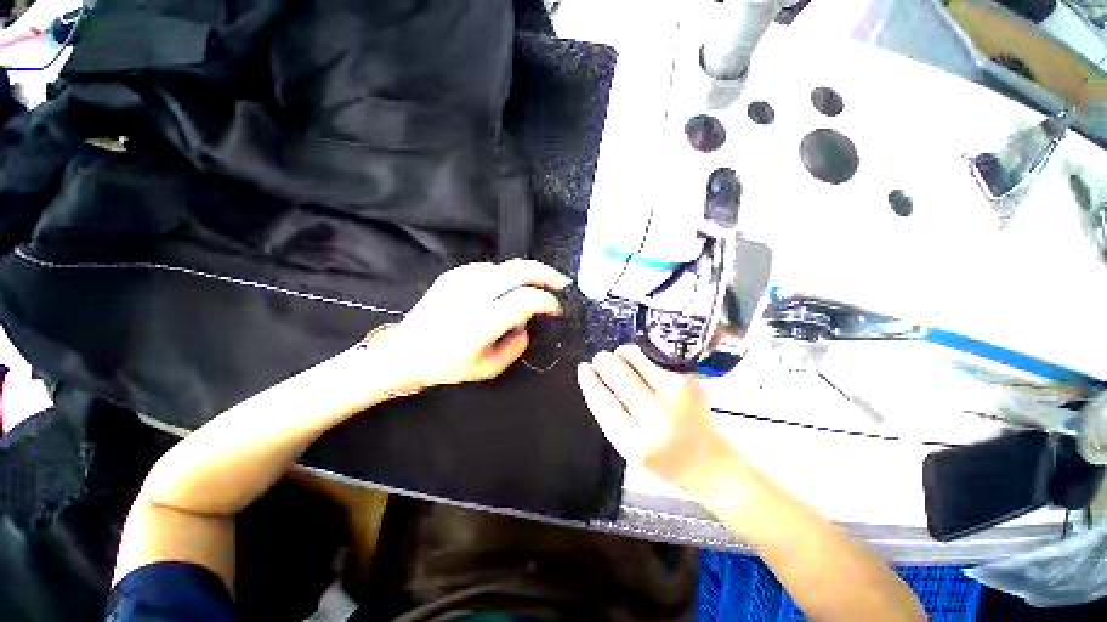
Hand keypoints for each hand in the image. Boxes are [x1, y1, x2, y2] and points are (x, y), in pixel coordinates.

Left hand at [375, 260, 569, 389]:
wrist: (405, 351)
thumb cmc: (448, 365)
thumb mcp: (490, 368)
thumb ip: (516, 347)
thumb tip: (525, 325)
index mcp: (483, 321)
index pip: (526, 299)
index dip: (548, 302)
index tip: (556, 310)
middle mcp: (474, 294)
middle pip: (520, 270)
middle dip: (546, 273)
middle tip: (560, 282)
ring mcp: (461, 280)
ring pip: (506, 266)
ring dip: (527, 274)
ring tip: (536, 286)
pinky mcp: (453, 274)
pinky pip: (488, 268)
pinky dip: (505, 275)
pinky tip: (506, 287)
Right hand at [577, 345, 735, 490]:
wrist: (708, 463)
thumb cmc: (661, 458)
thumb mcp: (626, 446)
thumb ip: (606, 412)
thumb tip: (589, 373)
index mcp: (635, 441)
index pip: (600, 396)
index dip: (588, 377)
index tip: (584, 368)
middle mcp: (656, 414)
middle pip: (615, 368)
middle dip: (602, 360)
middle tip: (602, 363)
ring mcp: (676, 392)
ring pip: (633, 354)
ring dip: (621, 355)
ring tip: (623, 364)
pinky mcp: (688, 379)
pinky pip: (652, 356)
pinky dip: (641, 359)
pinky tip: (645, 371)